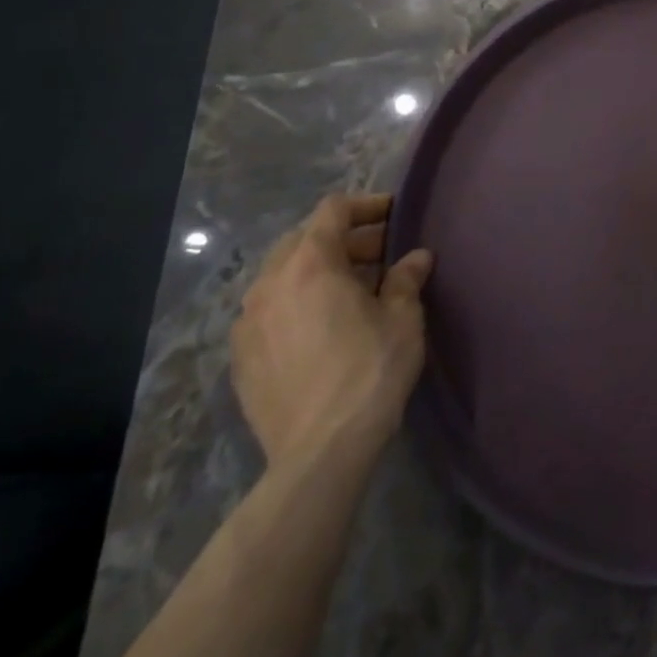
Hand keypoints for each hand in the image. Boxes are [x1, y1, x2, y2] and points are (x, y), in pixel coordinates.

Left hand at [231, 193, 432, 472]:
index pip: (333, 211)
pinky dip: (295, 303)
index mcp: (310, 264)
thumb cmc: (369, 371)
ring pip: (281, 276)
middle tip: (378, 253)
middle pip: (303, 239)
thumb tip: (416, 258)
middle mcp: (270, 284)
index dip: (366, 204)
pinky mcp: (240, 358)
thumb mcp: (403, 318)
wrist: (320, 452)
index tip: (393, 213)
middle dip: (342, 239)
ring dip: (316, 271)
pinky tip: (321, 327)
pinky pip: (268, 311)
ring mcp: (247, 323)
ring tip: (350, 290)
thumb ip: (405, 279)